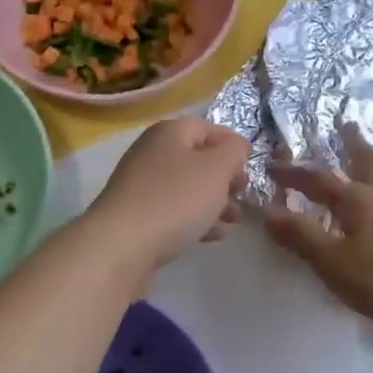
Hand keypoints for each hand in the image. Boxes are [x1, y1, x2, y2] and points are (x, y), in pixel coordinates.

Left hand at [86, 116, 249, 268]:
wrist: (121, 245)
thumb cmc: (176, 199)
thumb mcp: (216, 169)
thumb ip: (233, 151)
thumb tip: (236, 146)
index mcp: (169, 132)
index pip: (207, 127)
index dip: (231, 144)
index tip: (251, 166)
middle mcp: (152, 153)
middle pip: (196, 159)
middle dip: (224, 177)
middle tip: (242, 194)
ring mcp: (141, 186)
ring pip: (187, 188)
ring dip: (214, 201)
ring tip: (234, 220)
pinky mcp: (137, 216)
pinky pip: (173, 211)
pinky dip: (195, 219)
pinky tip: (213, 236)